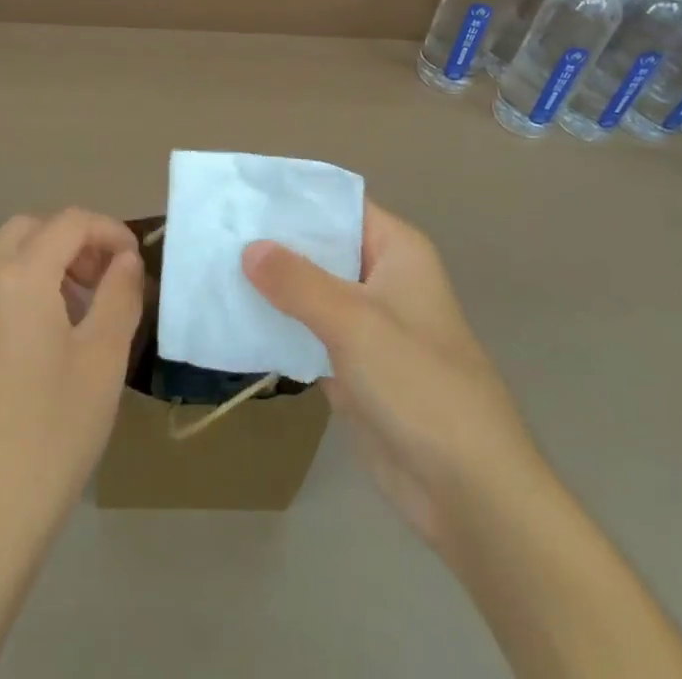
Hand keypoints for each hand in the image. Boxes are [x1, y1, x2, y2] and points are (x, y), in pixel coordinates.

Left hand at [0, 209, 143, 546]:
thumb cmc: (55, 428)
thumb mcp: (104, 356)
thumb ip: (120, 293)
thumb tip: (125, 259)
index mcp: (20, 276)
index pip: (69, 222)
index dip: (109, 230)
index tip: (137, 261)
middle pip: (33, 229)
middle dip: (76, 240)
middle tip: (109, 275)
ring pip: (11, 257)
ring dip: (52, 261)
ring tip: (89, 305)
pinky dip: (30, 285)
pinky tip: (55, 333)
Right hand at [242, 203, 540, 563]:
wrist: (469, 490)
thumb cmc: (419, 384)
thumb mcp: (354, 322)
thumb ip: (297, 281)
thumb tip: (249, 247)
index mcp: (396, 250)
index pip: (339, 205)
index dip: (295, 196)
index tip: (243, 192)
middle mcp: (382, 278)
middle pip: (321, 247)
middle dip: (273, 241)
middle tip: (215, 229)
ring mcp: (367, 325)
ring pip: (310, 291)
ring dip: (270, 286)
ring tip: (213, 267)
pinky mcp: (353, 367)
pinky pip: (307, 333)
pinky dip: (277, 326)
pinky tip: (232, 318)